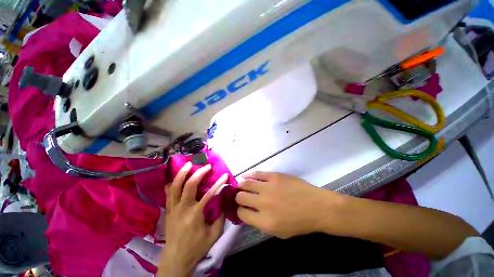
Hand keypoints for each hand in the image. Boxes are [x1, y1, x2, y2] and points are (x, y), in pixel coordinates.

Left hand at [158, 162, 227, 276]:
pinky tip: (177, 177)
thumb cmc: (197, 247)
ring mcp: (173, 208)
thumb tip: (223, 199)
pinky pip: (168, 193)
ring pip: (175, 186)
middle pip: (189, 186)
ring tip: (189, 164)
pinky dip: (173, 183)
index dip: (219, 183)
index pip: (209, 194)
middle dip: (199, 173)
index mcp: (195, 215)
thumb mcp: (214, 234)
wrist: (176, 259)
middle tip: (207, 166)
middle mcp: (182, 209)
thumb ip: (221, 216)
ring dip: (182, 173)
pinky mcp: (168, 210)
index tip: (225, 175)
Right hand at [235, 172, 342, 238]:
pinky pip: (256, 174)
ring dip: (241, 185)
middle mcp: (263, 204)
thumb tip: (249, 212)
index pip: (242, 214)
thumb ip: (261, 224)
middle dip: (238, 197)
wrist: (317, 206)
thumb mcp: (279, 232)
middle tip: (241, 195)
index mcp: (264, 221)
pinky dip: (249, 175)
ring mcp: (268, 187)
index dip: (239, 210)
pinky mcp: (274, 176)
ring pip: (245, 184)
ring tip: (241, 185)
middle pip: (240, 197)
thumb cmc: (300, 222)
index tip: (241, 207)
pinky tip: (246, 176)